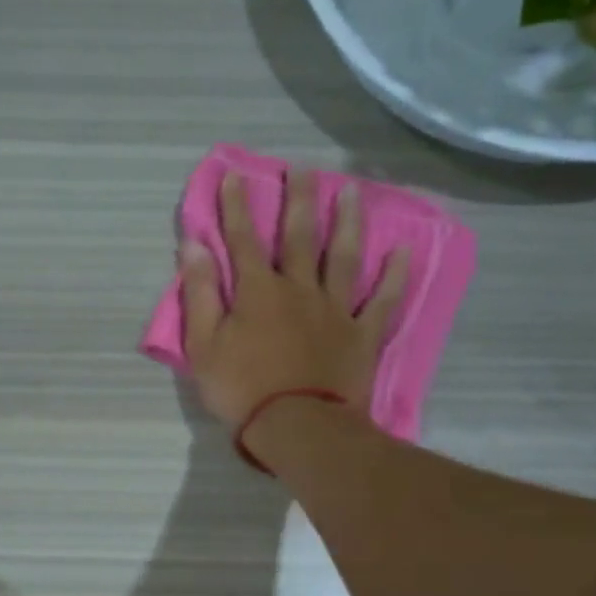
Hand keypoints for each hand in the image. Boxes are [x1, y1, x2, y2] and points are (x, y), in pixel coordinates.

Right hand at [181, 169, 408, 429]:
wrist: (297, 427)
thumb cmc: (241, 390)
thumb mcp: (203, 345)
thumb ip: (200, 293)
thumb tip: (193, 245)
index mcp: (258, 292)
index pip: (243, 240)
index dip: (236, 207)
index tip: (235, 175)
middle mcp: (299, 289)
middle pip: (299, 237)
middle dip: (298, 200)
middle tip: (303, 169)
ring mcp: (335, 310)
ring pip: (343, 257)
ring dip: (347, 222)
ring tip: (351, 191)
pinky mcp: (361, 335)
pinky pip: (381, 301)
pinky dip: (392, 276)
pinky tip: (402, 251)